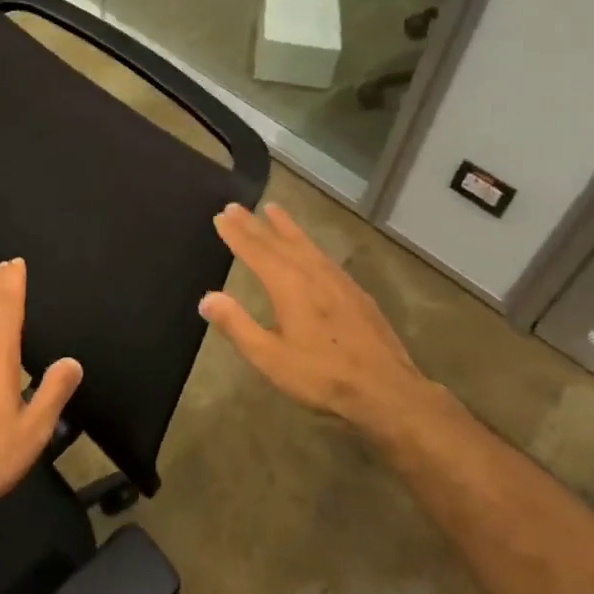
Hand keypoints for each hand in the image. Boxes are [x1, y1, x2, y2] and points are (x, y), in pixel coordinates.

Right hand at [201, 201, 432, 430]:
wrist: (386, 388)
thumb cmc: (322, 375)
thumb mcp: (270, 357)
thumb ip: (237, 325)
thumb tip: (207, 298)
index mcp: (288, 285)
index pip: (256, 251)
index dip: (236, 233)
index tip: (221, 215)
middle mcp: (312, 272)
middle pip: (278, 241)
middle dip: (254, 224)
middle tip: (235, 206)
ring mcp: (337, 279)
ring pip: (305, 243)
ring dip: (285, 226)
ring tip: (272, 210)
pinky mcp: (354, 291)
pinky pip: (322, 255)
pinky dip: (307, 242)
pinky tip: (309, 249)